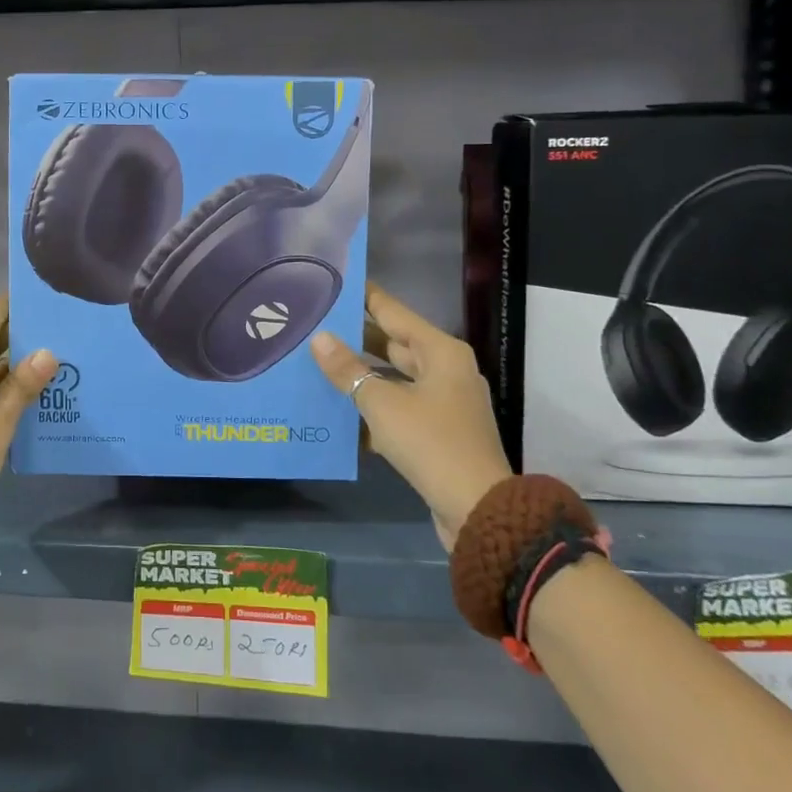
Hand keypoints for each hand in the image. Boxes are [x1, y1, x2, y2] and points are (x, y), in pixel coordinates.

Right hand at [311, 283, 510, 547]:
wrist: (477, 510)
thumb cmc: (431, 443)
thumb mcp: (382, 403)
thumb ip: (348, 370)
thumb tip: (319, 338)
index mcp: (440, 352)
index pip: (394, 313)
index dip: (365, 297)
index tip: (336, 282)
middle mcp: (445, 371)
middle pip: (392, 345)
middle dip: (355, 339)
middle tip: (314, 326)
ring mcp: (442, 403)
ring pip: (392, 379)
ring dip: (359, 376)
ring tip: (315, 364)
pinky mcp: (435, 432)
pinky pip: (397, 408)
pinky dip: (370, 408)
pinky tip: (335, 411)